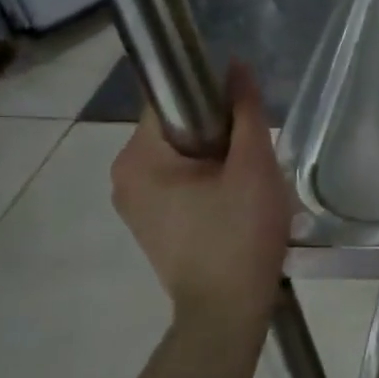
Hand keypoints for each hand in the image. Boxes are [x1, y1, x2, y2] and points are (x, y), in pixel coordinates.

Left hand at [111, 61, 290, 325]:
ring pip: (182, 158)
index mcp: (138, 158)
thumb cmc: (240, 235)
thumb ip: (246, 112)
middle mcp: (123, 176)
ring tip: (249, 185)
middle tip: (255, 160)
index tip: (246, 119)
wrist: (227, 311)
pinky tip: (235, 205)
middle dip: (220, 136)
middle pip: (178, 129)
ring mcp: (133, 204)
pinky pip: (179, 184)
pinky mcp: (150, 225)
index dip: (214, 100)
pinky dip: (207, 183)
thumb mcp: (254, 167)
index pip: (173, 101)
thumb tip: (236, 66)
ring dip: (217, 161)